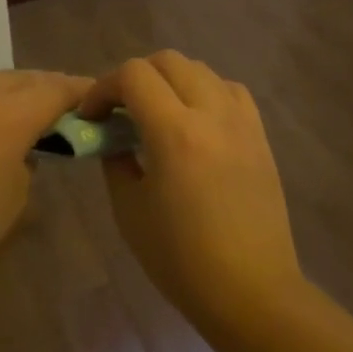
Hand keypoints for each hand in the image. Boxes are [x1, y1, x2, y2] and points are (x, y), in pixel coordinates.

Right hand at [81, 51, 303, 330]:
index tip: (92, 116)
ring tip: (158, 113)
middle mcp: (212, 114)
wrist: (251, 290)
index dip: (103, 87)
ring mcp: (242, 122)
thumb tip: (113, 138)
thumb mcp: (130, 211)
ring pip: (202, 70)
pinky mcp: (260, 136)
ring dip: (171, 80)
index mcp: (174, 133)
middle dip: (135, 77)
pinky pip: (230, 91)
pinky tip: (196, 121)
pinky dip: (206, 92)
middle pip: (169, 61)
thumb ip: (116, 162)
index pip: (134, 75)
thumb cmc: (182, 260)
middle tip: (120, 111)